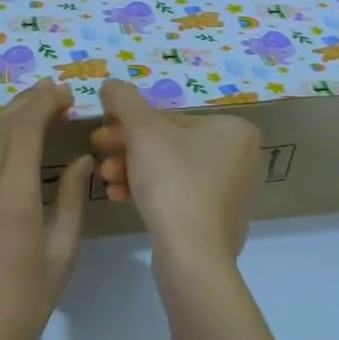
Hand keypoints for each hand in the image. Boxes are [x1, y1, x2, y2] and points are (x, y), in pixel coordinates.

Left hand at [0, 80, 91, 339]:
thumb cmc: (22, 308)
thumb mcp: (60, 257)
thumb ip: (72, 203)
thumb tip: (82, 162)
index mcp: (14, 200)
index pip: (26, 131)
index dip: (46, 105)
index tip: (69, 96)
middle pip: (5, 127)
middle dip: (33, 102)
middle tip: (61, 94)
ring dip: (9, 109)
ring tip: (35, 95)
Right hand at [91, 79, 258, 279]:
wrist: (192, 255)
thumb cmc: (173, 182)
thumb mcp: (143, 131)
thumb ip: (124, 100)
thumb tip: (111, 84)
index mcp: (234, 129)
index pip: (170, 119)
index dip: (129, 125)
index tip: (99, 136)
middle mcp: (241, 157)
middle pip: (170, 144)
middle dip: (128, 150)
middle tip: (97, 155)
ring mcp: (231, 192)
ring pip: (170, 170)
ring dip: (132, 170)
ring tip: (106, 181)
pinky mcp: (217, 221)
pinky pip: (179, 195)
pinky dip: (149, 192)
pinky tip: (120, 197)